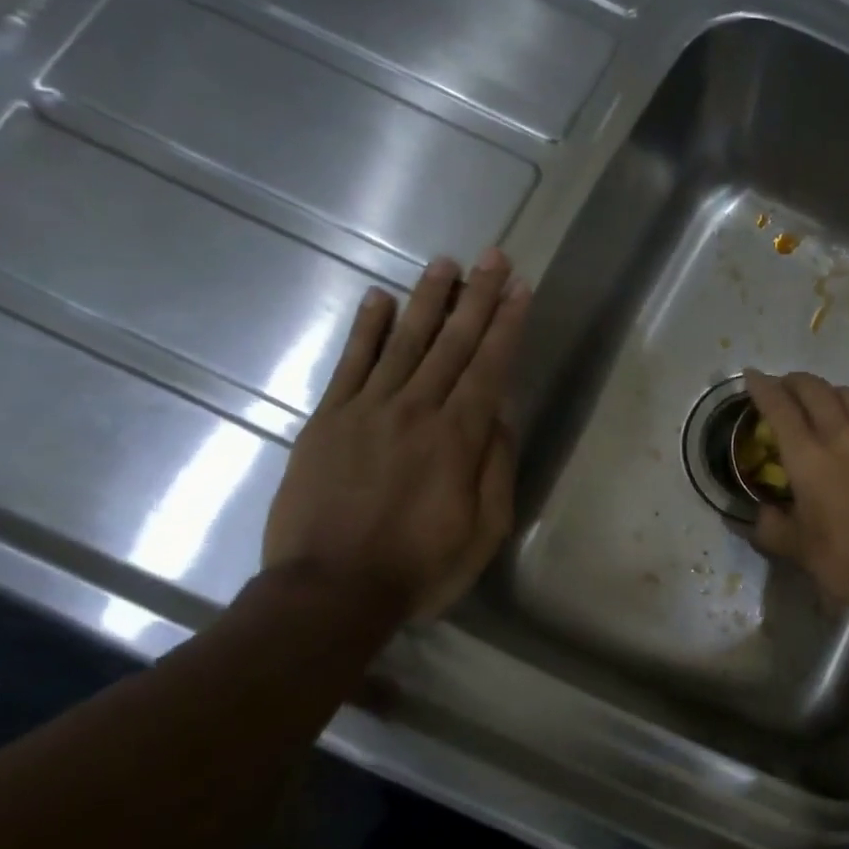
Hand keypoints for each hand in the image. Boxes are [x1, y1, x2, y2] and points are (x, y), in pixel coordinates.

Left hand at [263, 250, 529, 624]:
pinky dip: (365, 329)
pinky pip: (349, 364)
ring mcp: (366, 410)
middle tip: (493, 257)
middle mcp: (415, 410)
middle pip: (451, 343)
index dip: (507, 325)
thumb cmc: (420, 568)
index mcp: (457, 438)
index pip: (489, 367)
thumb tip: (500, 414)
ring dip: (427, 300)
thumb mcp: (484, 531)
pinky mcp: (327, 421)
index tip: (521, 289)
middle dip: (477, 297)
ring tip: (444, 263)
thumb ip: (496, 468)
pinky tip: (378, 298)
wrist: (330, 591)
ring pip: (403, 342)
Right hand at [744, 370, 848, 617]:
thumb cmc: (843, 557)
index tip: (751, 376)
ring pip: (846, 395)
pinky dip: (847, 413)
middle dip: (793, 382)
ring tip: (813, 404)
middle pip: (815, 388)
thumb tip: (761, 516)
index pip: (780, 407)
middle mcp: (840, 437)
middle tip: (779, 389)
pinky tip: (842, 435)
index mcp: (808, 456)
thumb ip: (771, 527)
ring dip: (824, 391)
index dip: (762, 388)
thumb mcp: (795, 547)